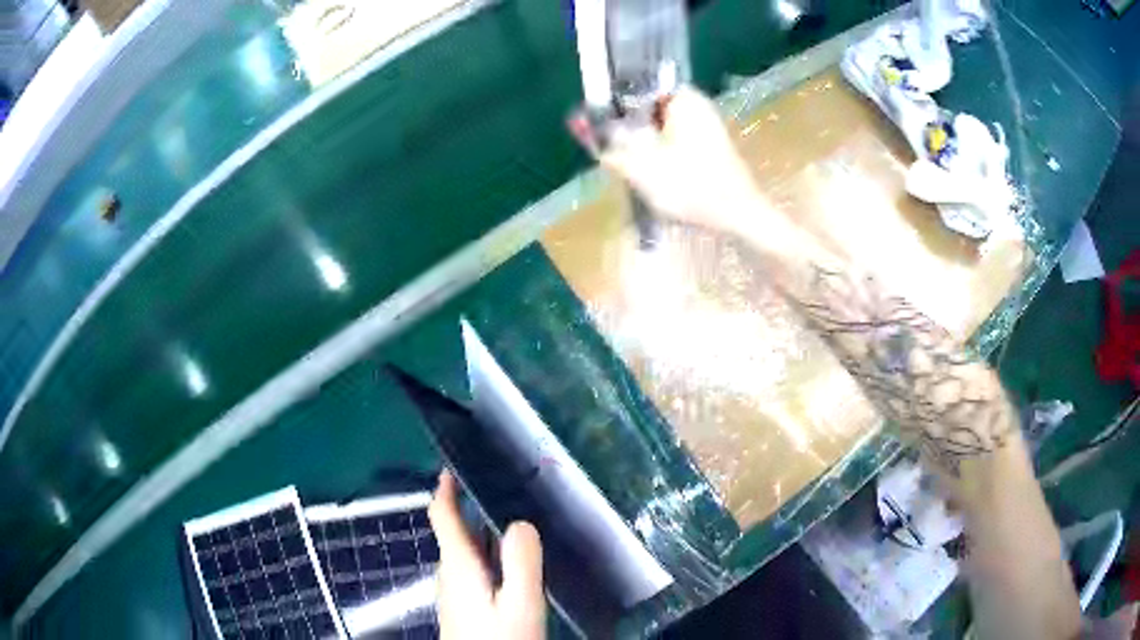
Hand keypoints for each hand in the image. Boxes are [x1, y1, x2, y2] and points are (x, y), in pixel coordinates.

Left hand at [428, 470, 545, 639]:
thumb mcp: (519, 603)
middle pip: (457, 533)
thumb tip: (520, 523)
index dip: (445, 488)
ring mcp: (457, 593)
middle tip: (510, 490)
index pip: (442, 517)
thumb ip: (520, 562)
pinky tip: (518, 563)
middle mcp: (452, 575)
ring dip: (486, 533)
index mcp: (459, 566)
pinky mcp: (467, 607)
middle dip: (475, 508)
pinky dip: (492, 556)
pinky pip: (477, 570)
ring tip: (520, 520)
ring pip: (469, 552)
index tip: (455, 463)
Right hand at [571, 87, 764, 233]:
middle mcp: (694, 102)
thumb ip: (606, 142)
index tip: (598, 125)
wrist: (741, 218)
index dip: (610, 104)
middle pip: (645, 106)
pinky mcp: (710, 144)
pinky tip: (652, 170)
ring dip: (640, 140)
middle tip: (611, 149)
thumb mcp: (640, 167)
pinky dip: (659, 149)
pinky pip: (674, 137)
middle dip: (625, 125)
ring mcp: (705, 122)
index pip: (633, 86)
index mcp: (680, 96)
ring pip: (658, 123)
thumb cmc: (691, 186)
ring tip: (628, 162)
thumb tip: (576, 122)